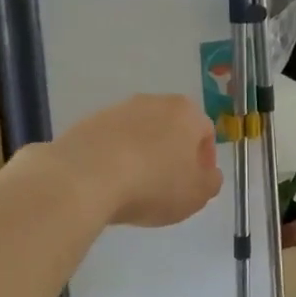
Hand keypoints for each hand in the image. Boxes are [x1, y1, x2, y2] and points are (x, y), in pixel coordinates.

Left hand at [52, 94, 222, 226]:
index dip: (204, 162)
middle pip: (171, 129)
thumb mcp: (197, 194)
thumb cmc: (153, 184)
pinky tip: (110, 183)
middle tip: (167, 185)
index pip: (205, 134)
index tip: (195, 184)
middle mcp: (154, 102)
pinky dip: (115, 158)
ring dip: (143, 155)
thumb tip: (208, 173)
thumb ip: (211, 182)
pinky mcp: (88, 123)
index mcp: (186, 113)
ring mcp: (117, 110)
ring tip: (135, 187)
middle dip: (172, 154)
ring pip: (140, 134)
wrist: (84, 178)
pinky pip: (111, 142)